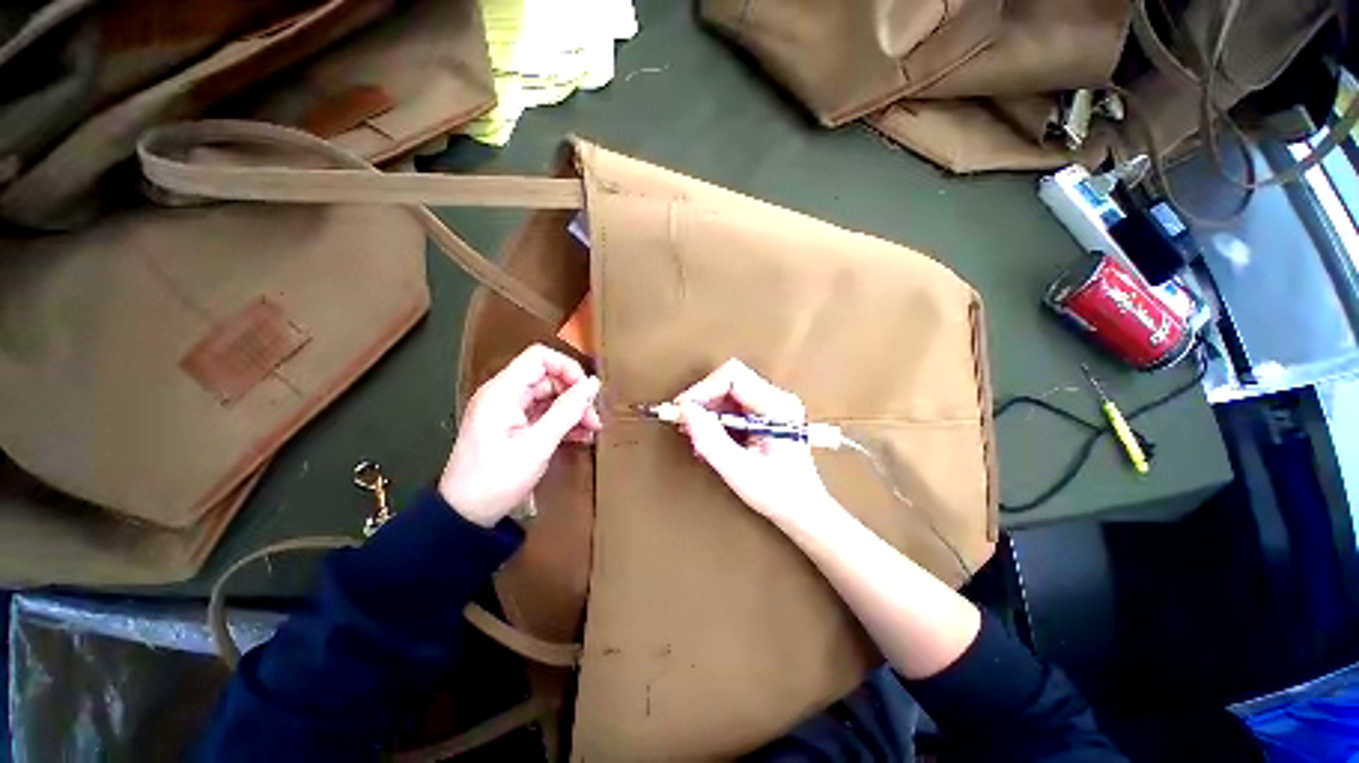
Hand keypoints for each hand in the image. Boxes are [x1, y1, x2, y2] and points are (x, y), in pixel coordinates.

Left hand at [440, 345, 601, 526]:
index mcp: (503, 392)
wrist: (464, 515)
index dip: (567, 368)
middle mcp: (504, 395)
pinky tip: (578, 436)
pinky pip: (542, 413)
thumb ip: (567, 411)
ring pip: (549, 396)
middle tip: (593, 419)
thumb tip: (593, 384)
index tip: (586, 391)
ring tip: (590, 430)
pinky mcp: (512, 426)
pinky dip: (561, 421)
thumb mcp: (538, 445)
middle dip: (574, 395)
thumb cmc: (497, 480)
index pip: (540, 357)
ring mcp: (507, 411)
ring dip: (572, 410)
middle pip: (547, 378)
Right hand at [676, 359, 835, 527]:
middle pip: (729, 380)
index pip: (732, 376)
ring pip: (728, 391)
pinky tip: (709, 437)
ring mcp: (772, 405)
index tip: (684, 410)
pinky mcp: (765, 414)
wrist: (803, 509)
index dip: (703, 389)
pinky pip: (733, 404)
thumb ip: (711, 439)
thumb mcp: (739, 470)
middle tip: (685, 423)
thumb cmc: (777, 494)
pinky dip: (716, 417)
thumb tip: (685, 410)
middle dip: (703, 399)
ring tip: (695, 434)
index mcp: (776, 407)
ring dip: (707, 409)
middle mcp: (776, 398)